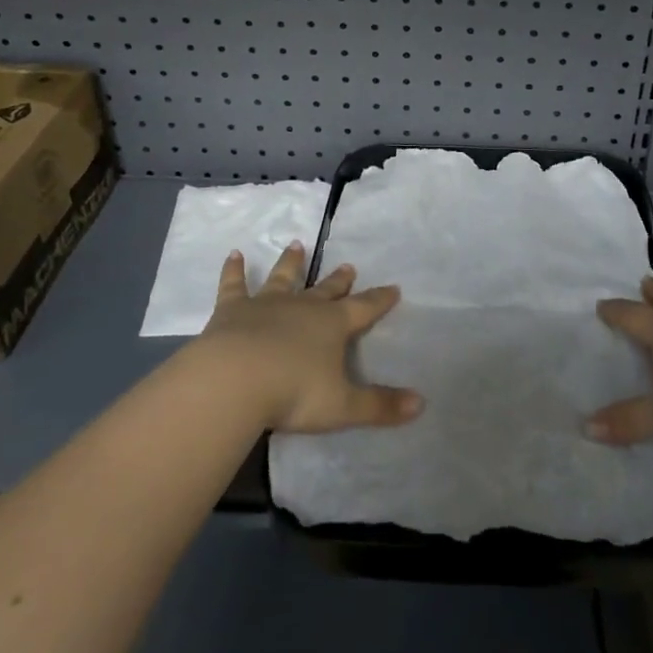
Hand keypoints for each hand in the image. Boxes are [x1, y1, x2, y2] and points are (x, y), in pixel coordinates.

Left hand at [198, 241, 423, 433]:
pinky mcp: (232, 309)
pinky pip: (234, 284)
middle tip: (348, 266)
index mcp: (332, 325)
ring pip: (283, 278)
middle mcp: (303, 307)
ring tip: (296, 245)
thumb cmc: (293, 393)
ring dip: (291, 263)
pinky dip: (234, 270)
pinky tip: (234, 255)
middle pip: (326, 290)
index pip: (364, 308)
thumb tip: (421, 404)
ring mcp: (266, 304)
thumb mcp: (343, 407)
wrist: (235, 380)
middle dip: (339, 280)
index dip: (380, 299)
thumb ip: (380, 405)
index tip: (394, 287)